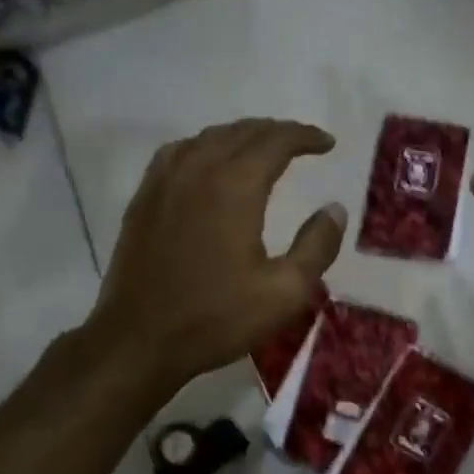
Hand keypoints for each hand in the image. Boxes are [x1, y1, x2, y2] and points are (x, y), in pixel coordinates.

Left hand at [89, 119, 345, 396]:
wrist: (139, 340)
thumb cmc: (217, 318)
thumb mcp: (285, 292)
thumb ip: (317, 246)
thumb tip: (334, 209)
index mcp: (235, 187)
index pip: (275, 141)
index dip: (304, 136)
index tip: (327, 144)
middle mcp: (197, 171)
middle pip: (241, 132)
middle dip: (276, 132)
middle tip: (302, 143)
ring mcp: (164, 183)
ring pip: (207, 138)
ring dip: (240, 136)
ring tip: (261, 148)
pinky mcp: (143, 200)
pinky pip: (177, 153)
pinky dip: (204, 147)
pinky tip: (208, 162)